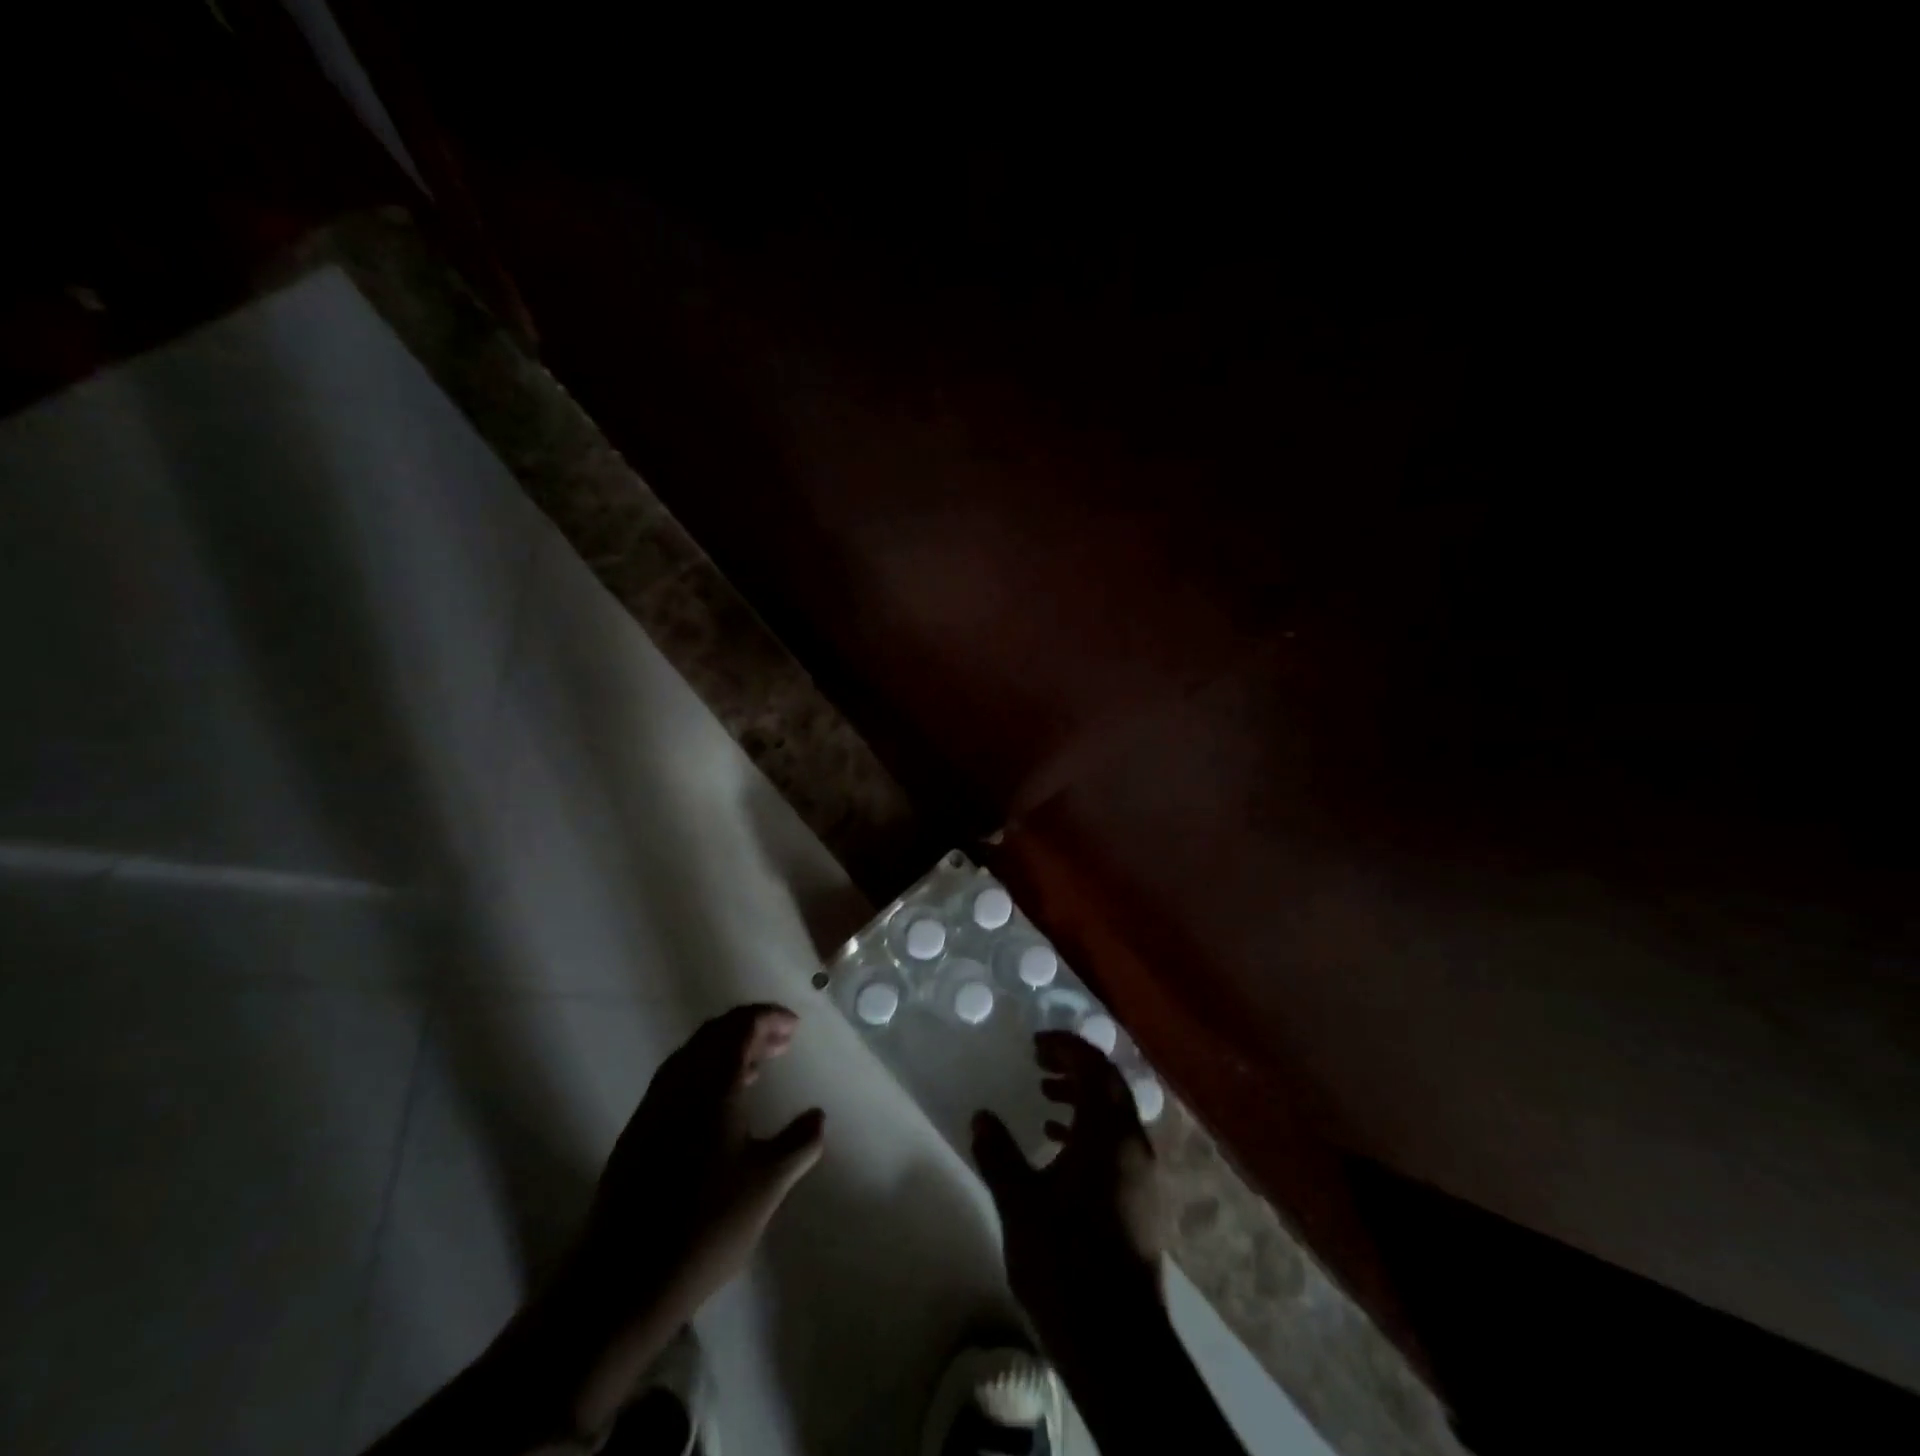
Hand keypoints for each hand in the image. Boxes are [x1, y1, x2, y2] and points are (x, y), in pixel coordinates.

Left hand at [561, 1004, 824, 1428]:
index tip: (795, 1027)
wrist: (620, 1282)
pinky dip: (705, 1074)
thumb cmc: (704, 1226)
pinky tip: (720, 1107)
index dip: (769, 1018)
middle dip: (750, 1029)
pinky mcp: (637, 1134)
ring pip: (692, 1056)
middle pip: (714, 1033)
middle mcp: (679, 1084)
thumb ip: (799, 1143)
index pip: (741, 1026)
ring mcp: (653, 1108)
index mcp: (712, 1084)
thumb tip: (818, 1116)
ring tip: (757, 1068)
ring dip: (726, 1050)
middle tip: (782, 1042)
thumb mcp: (767, 1185)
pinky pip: (677, 1080)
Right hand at [972, 1031, 1166, 1360]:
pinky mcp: (1142, 1201)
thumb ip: (999, 1154)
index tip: (1036, 1044)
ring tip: (1044, 1098)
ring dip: (1082, 1097)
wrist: (1117, 1343)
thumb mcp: (1020, 1204)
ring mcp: (1143, 1175)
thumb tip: (982, 1117)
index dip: (1067, 1047)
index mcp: (1109, 1134)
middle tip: (1039, 1062)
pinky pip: (1117, 1143)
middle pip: (1110, 1085)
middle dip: (1076, 1066)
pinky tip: (1059, 1147)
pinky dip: (1090, 1129)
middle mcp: (1134, 1145)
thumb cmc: (1066, 1263)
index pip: (1095, 1067)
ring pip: (1115, 1115)